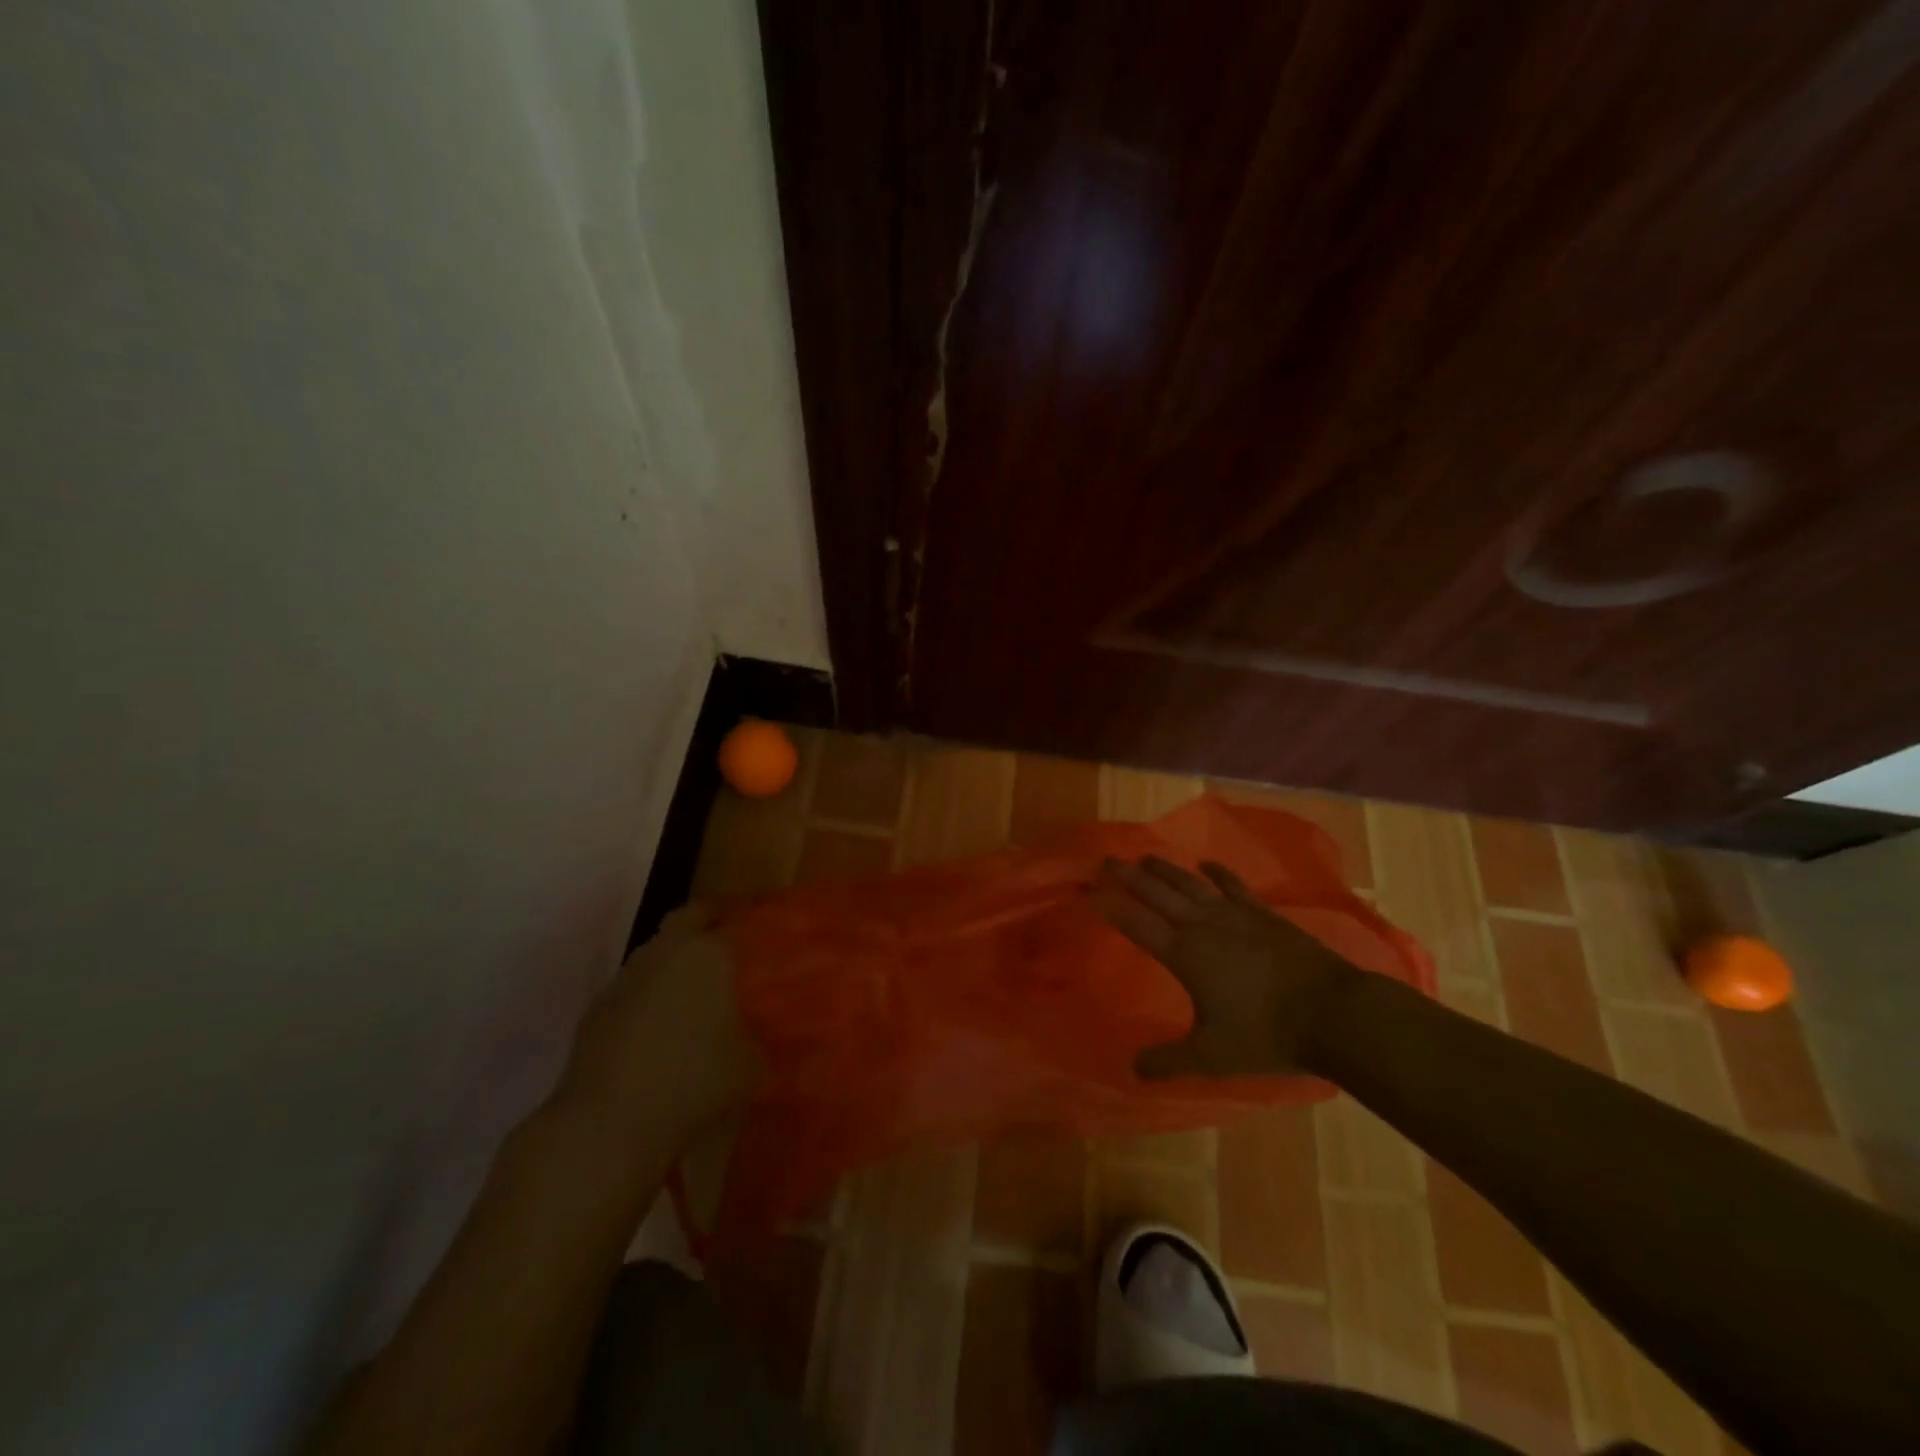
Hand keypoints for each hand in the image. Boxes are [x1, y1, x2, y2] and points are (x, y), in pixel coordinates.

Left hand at [559, 906, 760, 1136]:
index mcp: (708, 954)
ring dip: (675, 961)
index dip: (751, 923)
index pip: (735, 919)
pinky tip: (662, 1024)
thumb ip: (760, 1036)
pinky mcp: (596, 1011)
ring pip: (657, 952)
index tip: (766, 930)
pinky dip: (650, 995)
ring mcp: (625, 979)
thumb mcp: (750, 1064)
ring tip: (697, 987)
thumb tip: (762, 1029)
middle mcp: (665, 953)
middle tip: (731, 940)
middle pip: (688, 919)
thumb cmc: (692, 1083)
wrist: (605, 1127)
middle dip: (709, 922)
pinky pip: (634, 988)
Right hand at [1093, 855, 1364, 1077]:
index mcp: (1184, 954)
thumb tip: (1132, 1070)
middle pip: (1158, 893)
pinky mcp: (1264, 915)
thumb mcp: (1211, 1056)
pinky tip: (1207, 865)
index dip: (1112, 907)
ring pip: (1190, 884)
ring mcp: (1236, 915)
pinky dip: (1218, 873)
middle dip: (1129, 876)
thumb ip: (1168, 1061)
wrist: (1332, 1013)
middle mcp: (1203, 926)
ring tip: (1144, 857)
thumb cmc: (1266, 1035)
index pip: (1138, 924)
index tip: (1090, 891)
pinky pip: (1234, 886)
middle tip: (1107, 860)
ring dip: (1165, 869)